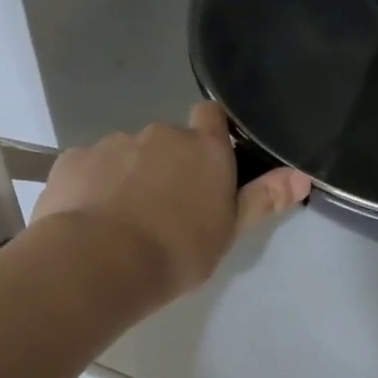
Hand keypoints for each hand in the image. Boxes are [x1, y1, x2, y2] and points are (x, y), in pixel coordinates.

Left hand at [31, 102, 310, 300]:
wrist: (99, 263)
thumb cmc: (177, 251)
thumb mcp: (228, 231)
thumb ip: (262, 198)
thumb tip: (303, 175)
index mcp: (203, 148)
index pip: (211, 115)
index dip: (209, 132)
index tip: (207, 161)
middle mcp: (161, 134)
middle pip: (168, 140)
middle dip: (166, 163)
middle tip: (164, 207)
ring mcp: (114, 142)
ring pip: (127, 153)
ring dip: (128, 174)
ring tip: (122, 218)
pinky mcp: (74, 159)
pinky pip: (89, 166)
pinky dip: (92, 184)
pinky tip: (89, 217)